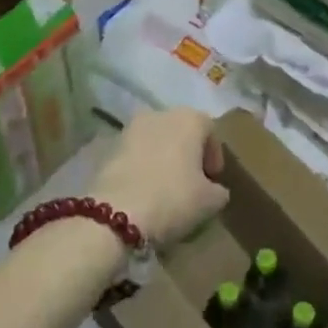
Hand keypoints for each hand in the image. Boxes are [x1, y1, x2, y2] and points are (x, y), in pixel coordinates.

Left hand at [92, 107, 228, 248]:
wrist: (115, 214)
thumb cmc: (173, 199)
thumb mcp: (210, 201)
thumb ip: (219, 190)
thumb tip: (215, 190)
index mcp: (190, 118)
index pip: (210, 130)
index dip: (214, 156)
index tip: (213, 180)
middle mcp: (160, 114)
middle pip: (181, 131)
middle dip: (188, 154)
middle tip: (191, 183)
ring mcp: (131, 129)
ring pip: (156, 141)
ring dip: (163, 159)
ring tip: (165, 189)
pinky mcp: (108, 147)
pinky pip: (135, 155)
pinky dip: (142, 167)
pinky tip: (143, 192)